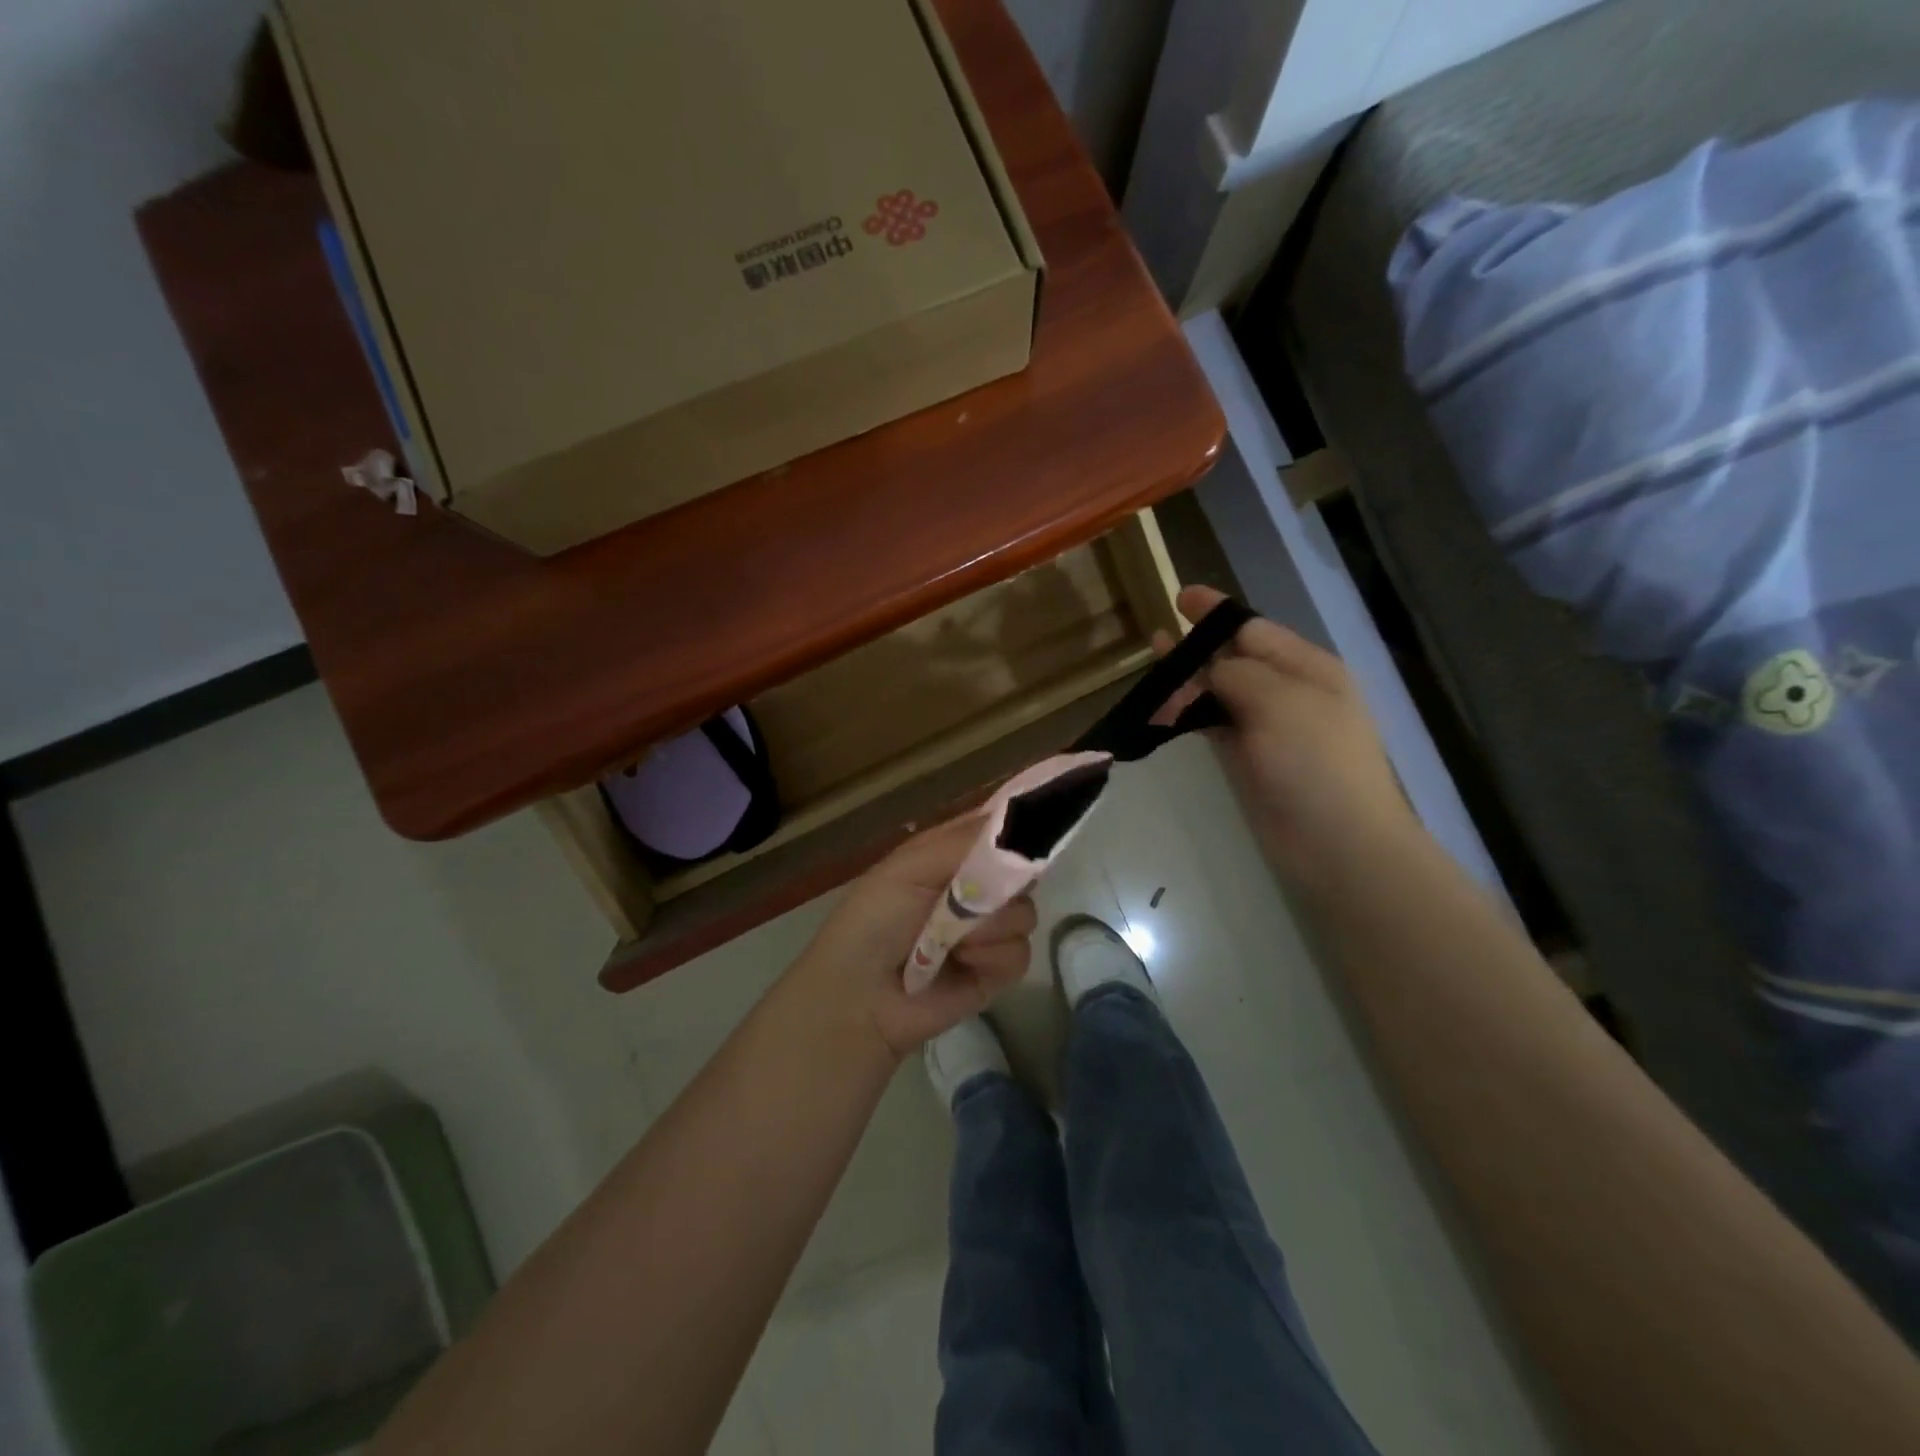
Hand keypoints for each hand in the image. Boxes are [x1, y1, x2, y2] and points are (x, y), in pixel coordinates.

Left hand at [788, 816, 1035, 1061]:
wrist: (860, 996)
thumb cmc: (876, 918)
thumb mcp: (912, 866)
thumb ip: (966, 841)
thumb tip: (1019, 819)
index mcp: (954, 854)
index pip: (1000, 829)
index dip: (1018, 826)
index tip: (1031, 829)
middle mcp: (978, 887)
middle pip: (1023, 870)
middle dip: (1005, 882)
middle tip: (972, 895)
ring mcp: (990, 929)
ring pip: (1025, 912)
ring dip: (990, 925)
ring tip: (953, 941)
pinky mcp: (998, 970)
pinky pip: (1020, 951)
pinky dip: (993, 956)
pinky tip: (964, 963)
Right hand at [1164, 585, 1419, 890]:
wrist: (1336, 841)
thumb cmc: (1314, 761)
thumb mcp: (1279, 701)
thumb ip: (1239, 673)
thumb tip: (1212, 672)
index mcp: (1307, 668)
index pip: (1254, 629)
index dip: (1216, 613)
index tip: (1180, 597)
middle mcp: (1288, 691)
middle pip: (1234, 658)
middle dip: (1197, 646)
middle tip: (1156, 637)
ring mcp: (1267, 727)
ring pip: (1219, 693)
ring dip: (1187, 682)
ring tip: (1151, 673)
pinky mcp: (1248, 759)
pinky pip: (1213, 726)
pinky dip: (1188, 716)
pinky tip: (1163, 711)